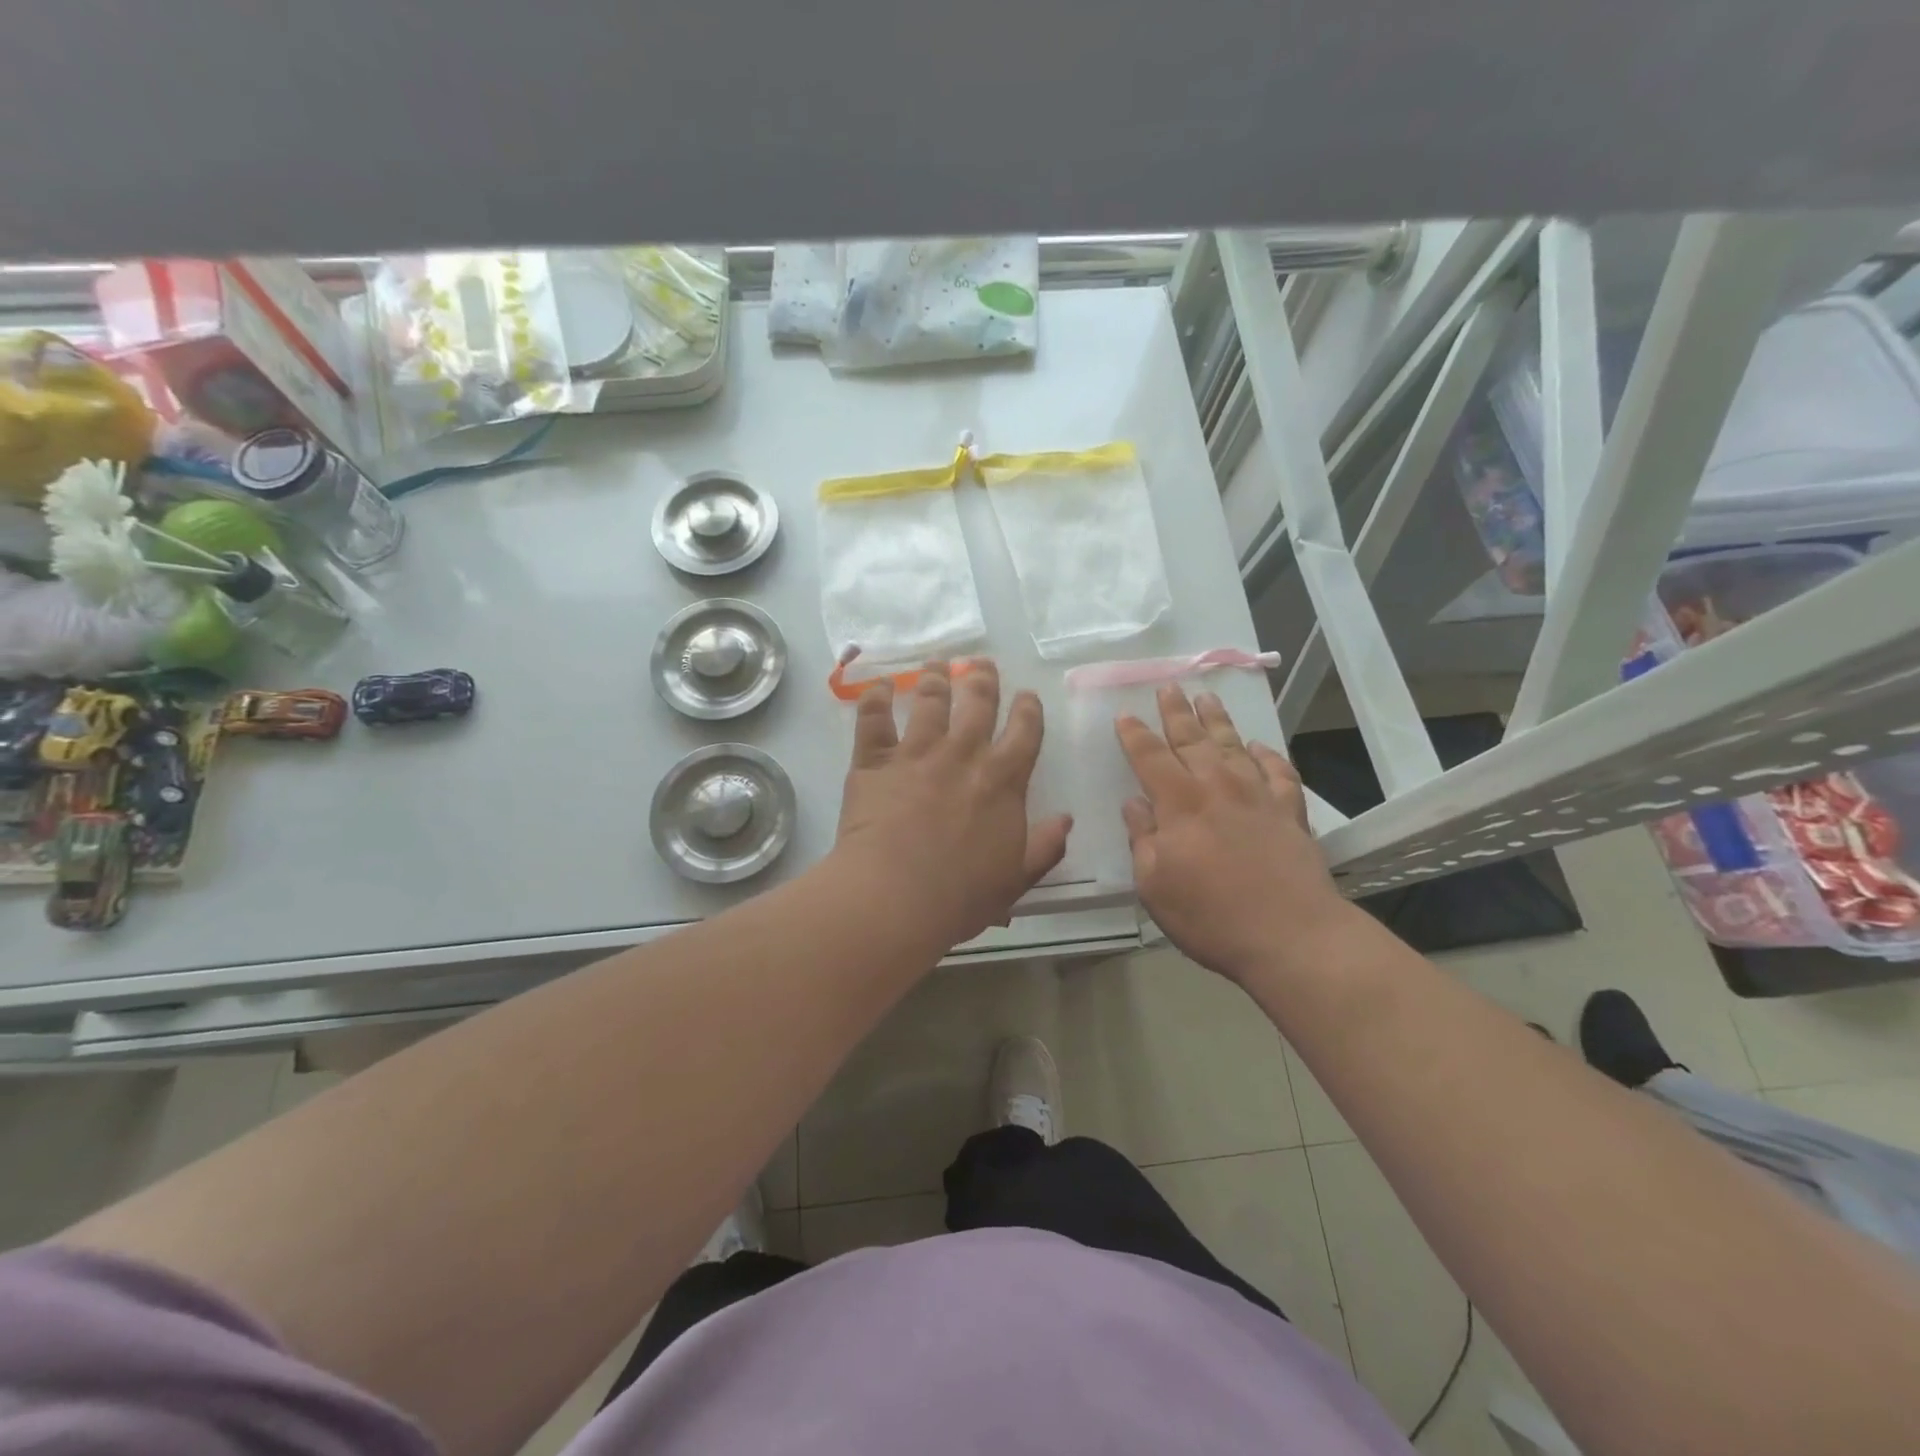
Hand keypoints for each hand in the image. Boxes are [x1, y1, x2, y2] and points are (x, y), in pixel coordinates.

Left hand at [835, 661, 1071, 949]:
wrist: (896, 897)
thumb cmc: (961, 896)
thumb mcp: (1016, 878)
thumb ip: (1044, 847)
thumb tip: (1066, 819)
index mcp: (1002, 780)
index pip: (1024, 731)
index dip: (1028, 708)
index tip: (1027, 695)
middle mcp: (963, 755)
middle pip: (978, 702)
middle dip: (983, 678)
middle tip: (981, 664)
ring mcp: (917, 753)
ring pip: (930, 701)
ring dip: (937, 678)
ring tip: (938, 664)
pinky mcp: (875, 761)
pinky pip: (874, 719)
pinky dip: (877, 697)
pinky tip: (881, 685)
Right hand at [1117, 686, 1343, 981]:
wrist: (1292, 935)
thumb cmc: (1210, 915)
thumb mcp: (1154, 884)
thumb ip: (1142, 838)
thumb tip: (1134, 804)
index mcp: (1180, 803)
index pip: (1150, 757)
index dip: (1134, 735)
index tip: (1125, 716)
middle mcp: (1218, 787)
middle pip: (1192, 739)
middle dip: (1176, 712)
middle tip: (1169, 688)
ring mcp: (1258, 796)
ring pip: (1234, 746)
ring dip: (1218, 721)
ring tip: (1208, 699)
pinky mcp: (1290, 811)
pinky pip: (1278, 771)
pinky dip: (1267, 756)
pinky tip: (1259, 749)